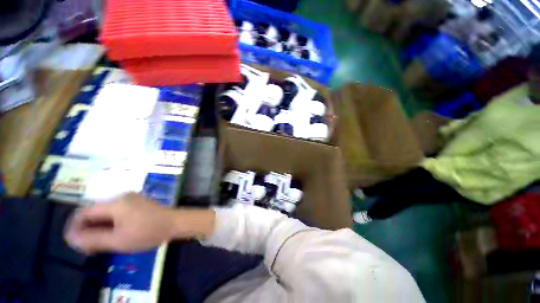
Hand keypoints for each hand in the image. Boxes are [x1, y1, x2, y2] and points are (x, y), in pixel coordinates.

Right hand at [64, 192, 214, 253]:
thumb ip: (93, 239)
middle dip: (88, 229)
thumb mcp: (118, 240)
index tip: (75, 243)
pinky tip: (113, 235)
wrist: (175, 223)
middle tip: (89, 247)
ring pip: (106, 213)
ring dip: (99, 227)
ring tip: (100, 243)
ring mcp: (132, 199)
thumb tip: (71, 237)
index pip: (85, 212)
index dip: (76, 227)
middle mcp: (122, 197)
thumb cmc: (148, 232)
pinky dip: (111, 223)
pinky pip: (117, 212)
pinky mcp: (138, 203)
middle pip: (95, 211)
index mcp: (115, 203)